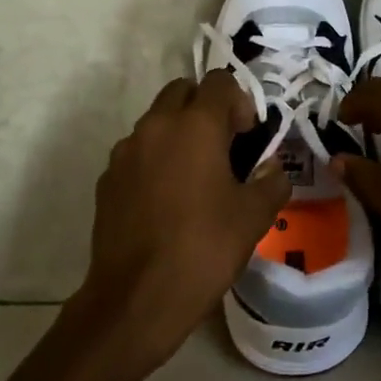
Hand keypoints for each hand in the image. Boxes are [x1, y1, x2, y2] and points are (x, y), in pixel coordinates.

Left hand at [72, 70, 290, 377]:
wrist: (137, 298)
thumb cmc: (204, 248)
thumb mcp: (255, 216)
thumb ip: (272, 181)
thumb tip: (272, 169)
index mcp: (195, 125)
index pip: (220, 82)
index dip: (240, 102)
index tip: (248, 136)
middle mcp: (155, 126)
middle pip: (182, 91)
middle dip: (205, 108)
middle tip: (224, 147)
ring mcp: (125, 152)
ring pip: (156, 121)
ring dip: (178, 133)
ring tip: (195, 177)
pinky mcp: (107, 179)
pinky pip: (137, 153)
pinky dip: (155, 160)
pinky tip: (167, 201)